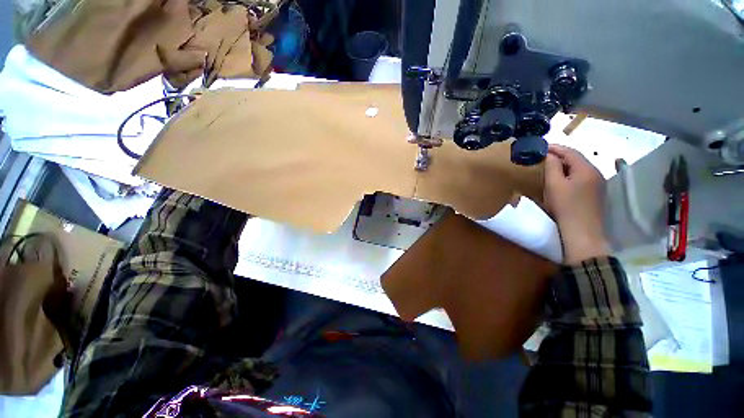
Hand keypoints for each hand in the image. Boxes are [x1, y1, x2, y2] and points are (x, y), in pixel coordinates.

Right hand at [544, 144, 609, 264]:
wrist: (582, 231)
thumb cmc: (566, 206)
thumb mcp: (554, 185)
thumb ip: (552, 166)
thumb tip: (549, 154)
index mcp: (586, 168)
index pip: (570, 151)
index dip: (555, 147)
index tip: (541, 147)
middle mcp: (596, 172)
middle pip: (577, 158)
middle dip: (561, 155)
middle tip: (544, 156)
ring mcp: (598, 183)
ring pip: (580, 168)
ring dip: (566, 164)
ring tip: (550, 165)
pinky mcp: (596, 192)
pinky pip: (582, 177)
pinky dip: (571, 173)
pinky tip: (562, 178)